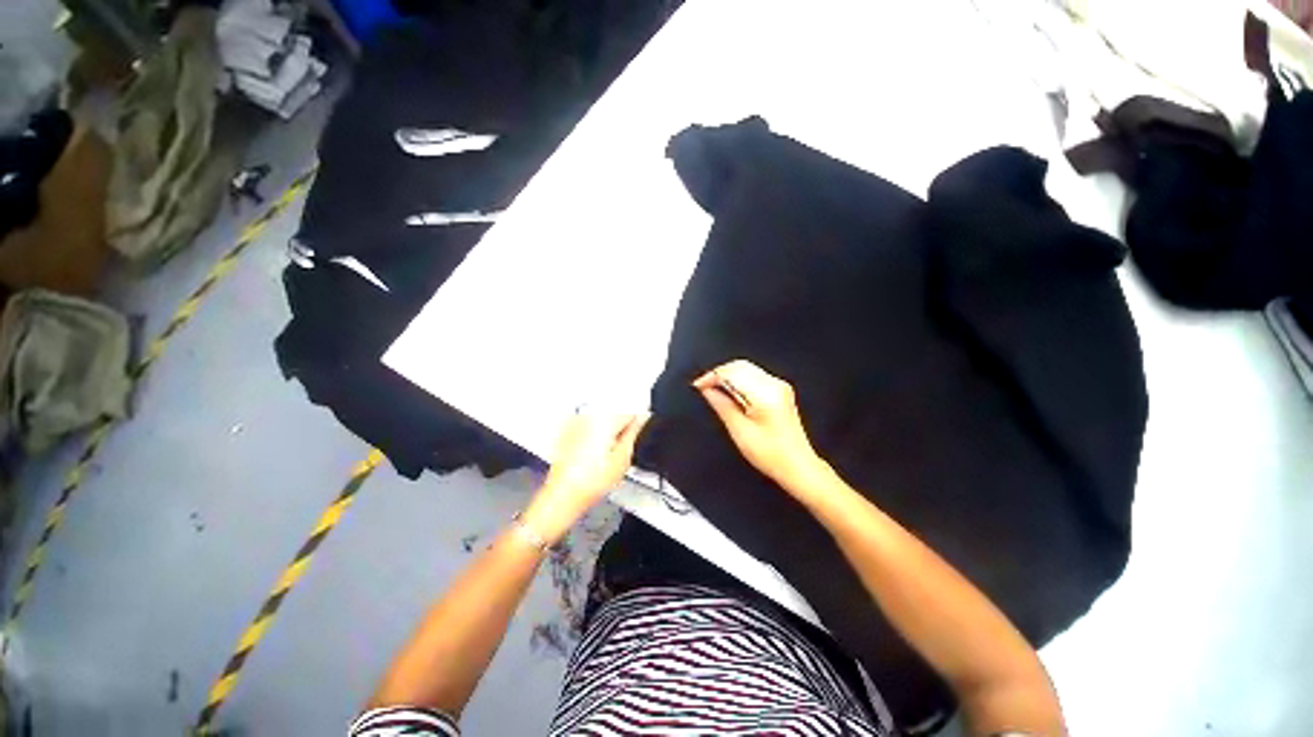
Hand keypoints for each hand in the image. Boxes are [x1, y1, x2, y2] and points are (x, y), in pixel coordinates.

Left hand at [523, 410, 649, 543]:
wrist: (562, 496)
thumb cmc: (589, 482)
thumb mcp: (622, 459)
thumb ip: (634, 434)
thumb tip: (642, 419)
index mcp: (603, 420)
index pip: (630, 412)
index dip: (637, 427)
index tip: (635, 439)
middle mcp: (587, 417)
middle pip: (615, 415)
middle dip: (620, 431)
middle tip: (618, 454)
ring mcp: (575, 424)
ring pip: (602, 422)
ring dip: (607, 435)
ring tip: (603, 458)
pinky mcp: (568, 432)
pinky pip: (588, 429)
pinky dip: (593, 438)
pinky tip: (592, 458)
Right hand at [694, 360, 827, 493]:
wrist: (797, 465)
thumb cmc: (772, 455)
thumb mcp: (739, 431)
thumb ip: (721, 405)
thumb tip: (707, 390)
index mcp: (765, 394)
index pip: (732, 372)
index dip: (711, 376)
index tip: (698, 385)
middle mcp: (774, 385)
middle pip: (740, 366)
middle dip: (719, 373)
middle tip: (704, 386)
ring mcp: (779, 386)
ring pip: (747, 368)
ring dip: (728, 376)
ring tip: (714, 390)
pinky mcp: (780, 390)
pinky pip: (754, 376)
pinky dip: (739, 380)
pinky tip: (731, 393)